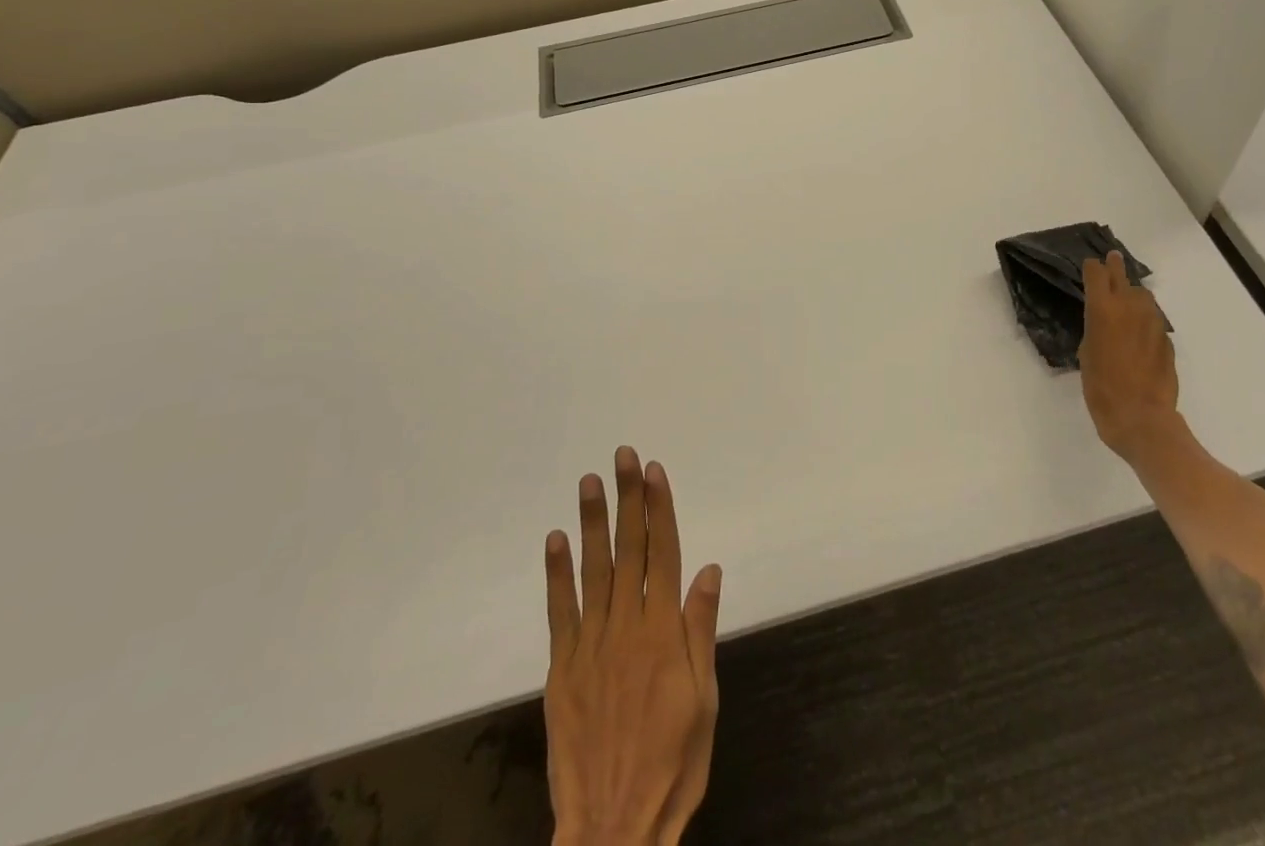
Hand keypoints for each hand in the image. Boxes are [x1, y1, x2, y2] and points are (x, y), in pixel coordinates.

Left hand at [545, 448, 721, 845]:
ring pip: (593, 570)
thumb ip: (701, 630)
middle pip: (629, 550)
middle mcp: (626, 627)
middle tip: (624, 456)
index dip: (660, 509)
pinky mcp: (563, 669)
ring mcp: (590, 646)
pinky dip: (557, 573)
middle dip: (628, 499)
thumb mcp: (704, 701)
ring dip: (592, 522)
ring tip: (590, 481)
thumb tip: (707, 568)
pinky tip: (557, 539)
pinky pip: (560, 611)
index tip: (654, 471)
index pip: (664, 554)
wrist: (612, 831)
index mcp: (663, 633)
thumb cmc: (672, 765)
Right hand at [1078, 253, 1179, 462]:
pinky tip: (1139, 336)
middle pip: (1122, 276)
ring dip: (1133, 295)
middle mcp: (1130, 308)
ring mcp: (1153, 324)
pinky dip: (1145, 321)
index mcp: (1103, 310)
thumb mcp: (1086, 355)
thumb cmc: (1102, 389)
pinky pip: (1153, 322)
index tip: (1090, 266)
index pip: (1097, 273)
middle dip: (1115, 267)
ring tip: (1126, 302)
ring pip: (1143, 297)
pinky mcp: (1167, 341)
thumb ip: (1095, 331)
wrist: (1142, 419)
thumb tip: (1105, 324)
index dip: (1092, 268)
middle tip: (1112, 258)